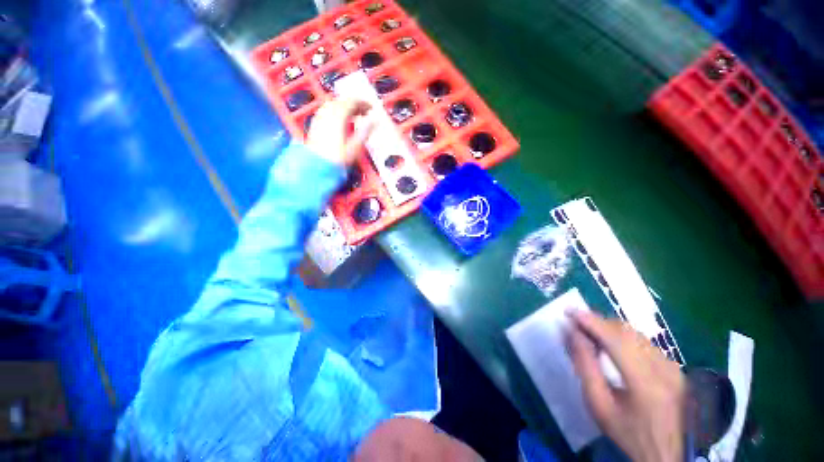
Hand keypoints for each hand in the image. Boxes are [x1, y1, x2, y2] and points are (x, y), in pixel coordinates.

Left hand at [306, 97, 374, 165]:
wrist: (316, 166)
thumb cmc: (336, 159)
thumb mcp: (354, 148)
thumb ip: (364, 133)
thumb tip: (374, 122)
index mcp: (338, 117)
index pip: (352, 102)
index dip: (363, 103)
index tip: (371, 107)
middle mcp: (328, 113)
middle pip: (342, 101)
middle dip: (355, 104)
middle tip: (365, 111)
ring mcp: (320, 117)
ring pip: (334, 104)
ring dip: (346, 106)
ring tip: (355, 115)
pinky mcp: (316, 124)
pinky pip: (327, 110)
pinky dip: (337, 111)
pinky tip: (341, 119)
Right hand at [567, 311, 685, 461]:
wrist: (667, 454)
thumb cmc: (627, 432)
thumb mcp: (598, 404)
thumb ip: (585, 366)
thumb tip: (572, 333)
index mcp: (646, 382)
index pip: (616, 340)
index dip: (591, 321)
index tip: (569, 311)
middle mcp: (664, 368)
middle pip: (626, 332)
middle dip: (598, 322)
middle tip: (575, 322)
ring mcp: (673, 366)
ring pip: (635, 334)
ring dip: (609, 328)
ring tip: (589, 331)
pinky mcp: (675, 367)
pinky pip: (644, 342)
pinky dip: (622, 336)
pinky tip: (610, 343)